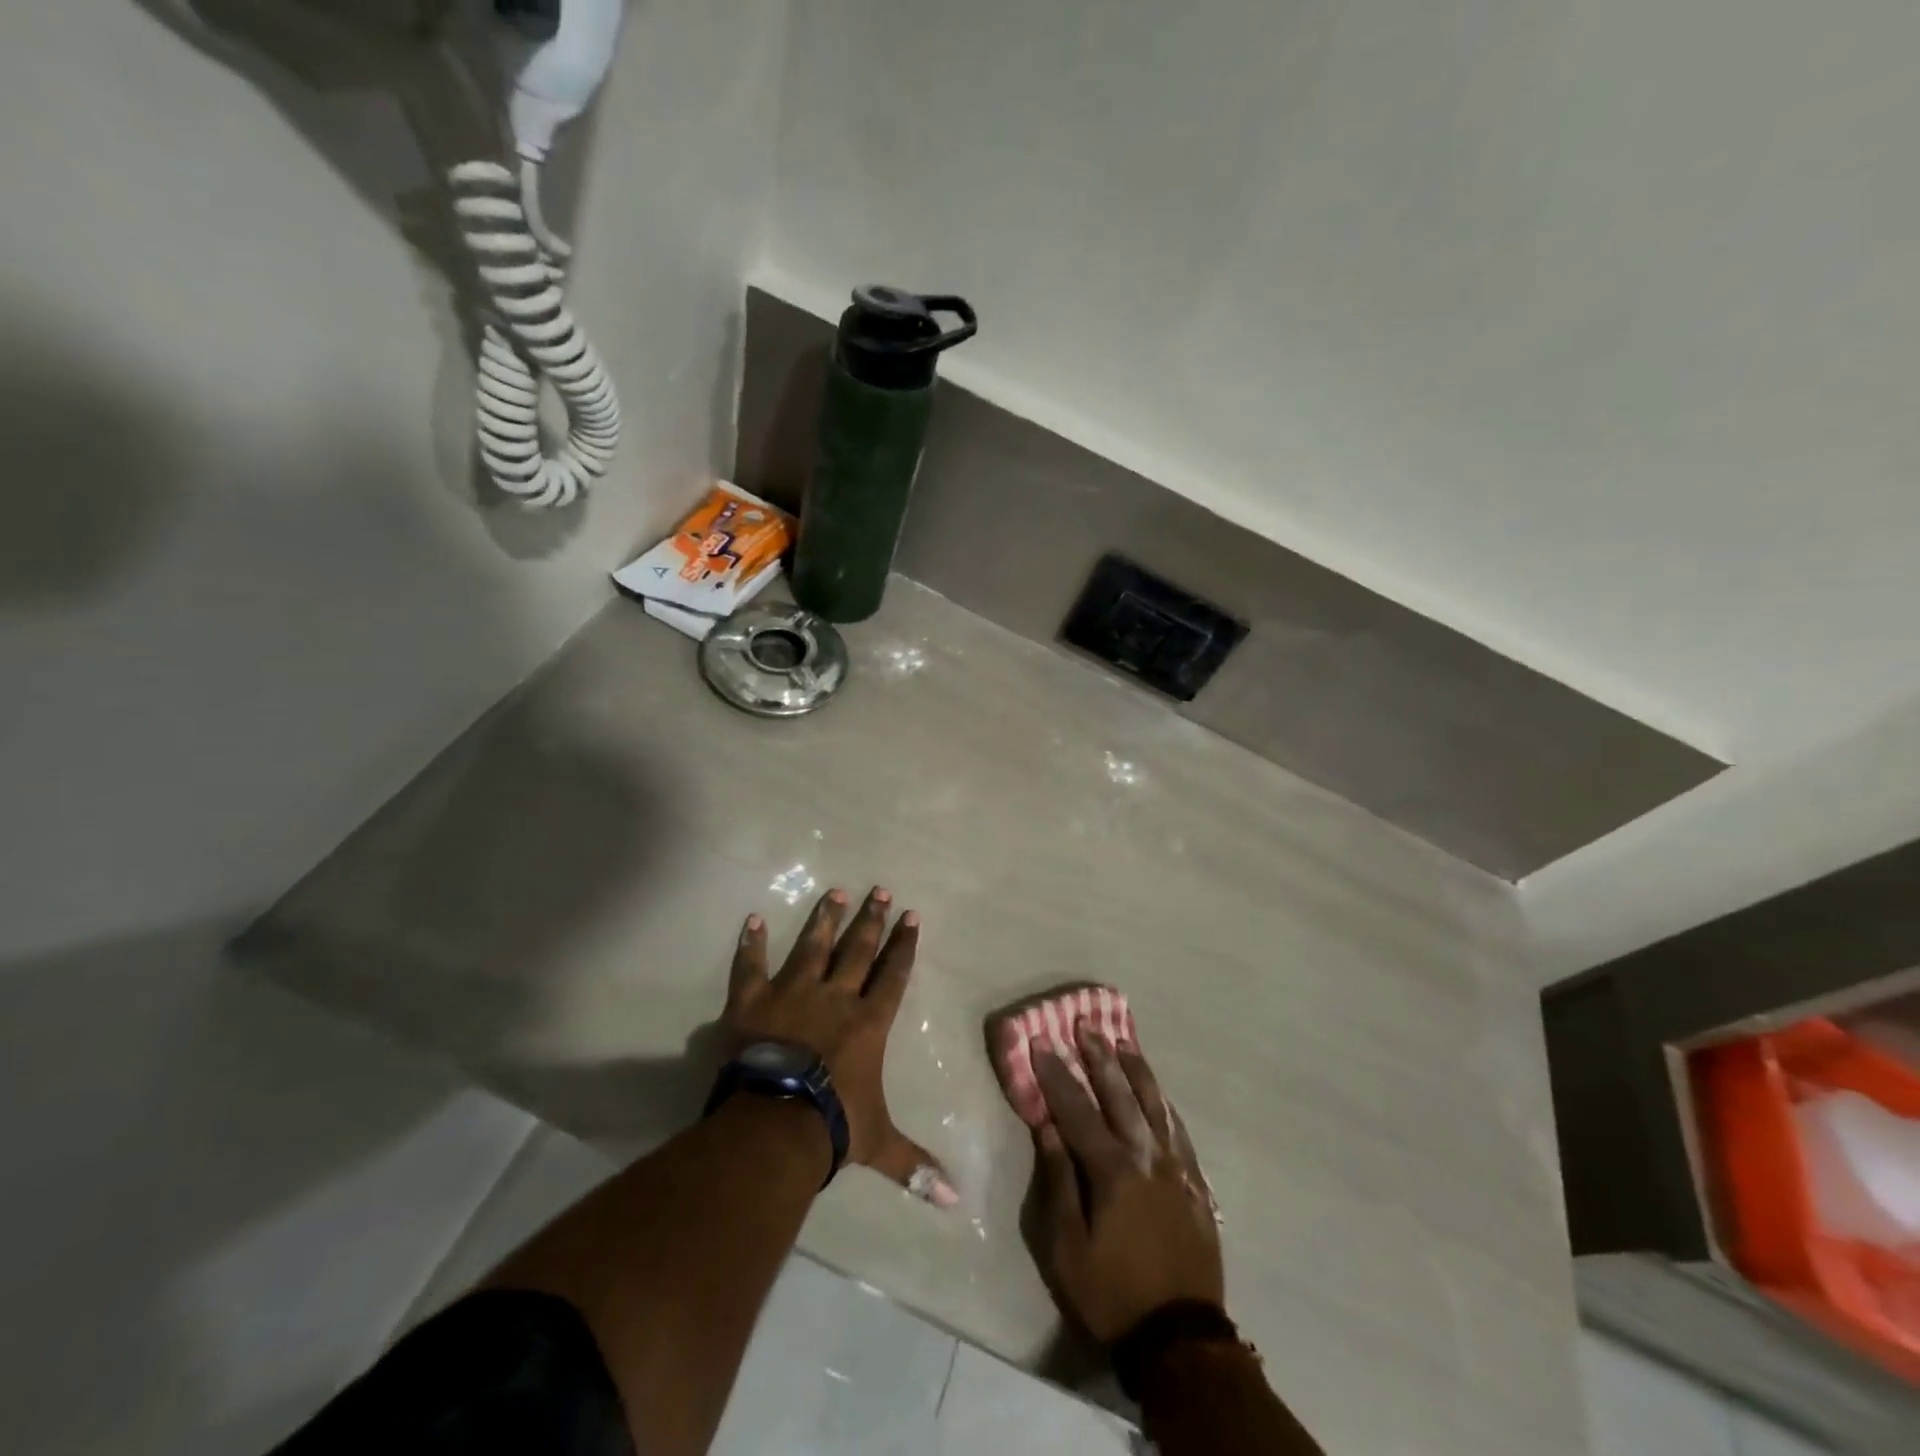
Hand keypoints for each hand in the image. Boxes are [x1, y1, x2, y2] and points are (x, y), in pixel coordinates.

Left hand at [724, 888, 957, 1206]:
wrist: (773, 1123)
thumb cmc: (832, 1125)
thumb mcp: (878, 1145)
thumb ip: (913, 1165)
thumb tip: (955, 1201)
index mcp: (867, 1023)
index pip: (893, 975)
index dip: (903, 945)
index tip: (911, 916)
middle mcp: (835, 997)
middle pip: (857, 950)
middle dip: (871, 920)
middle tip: (880, 890)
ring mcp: (792, 993)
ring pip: (813, 946)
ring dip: (825, 918)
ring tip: (835, 891)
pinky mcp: (752, 1000)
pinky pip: (750, 966)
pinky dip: (750, 943)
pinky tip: (751, 919)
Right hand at [1032, 1020, 1223, 1342]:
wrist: (1180, 1339)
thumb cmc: (1112, 1293)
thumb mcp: (1068, 1247)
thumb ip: (1059, 1180)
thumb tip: (1047, 1127)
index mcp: (1112, 1170)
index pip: (1077, 1109)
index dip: (1056, 1074)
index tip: (1040, 1041)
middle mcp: (1147, 1156)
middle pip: (1119, 1094)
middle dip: (1098, 1056)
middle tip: (1085, 1023)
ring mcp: (1177, 1168)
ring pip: (1155, 1105)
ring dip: (1136, 1070)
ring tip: (1123, 1041)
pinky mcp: (1196, 1184)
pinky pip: (1179, 1131)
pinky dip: (1165, 1105)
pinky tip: (1158, 1093)